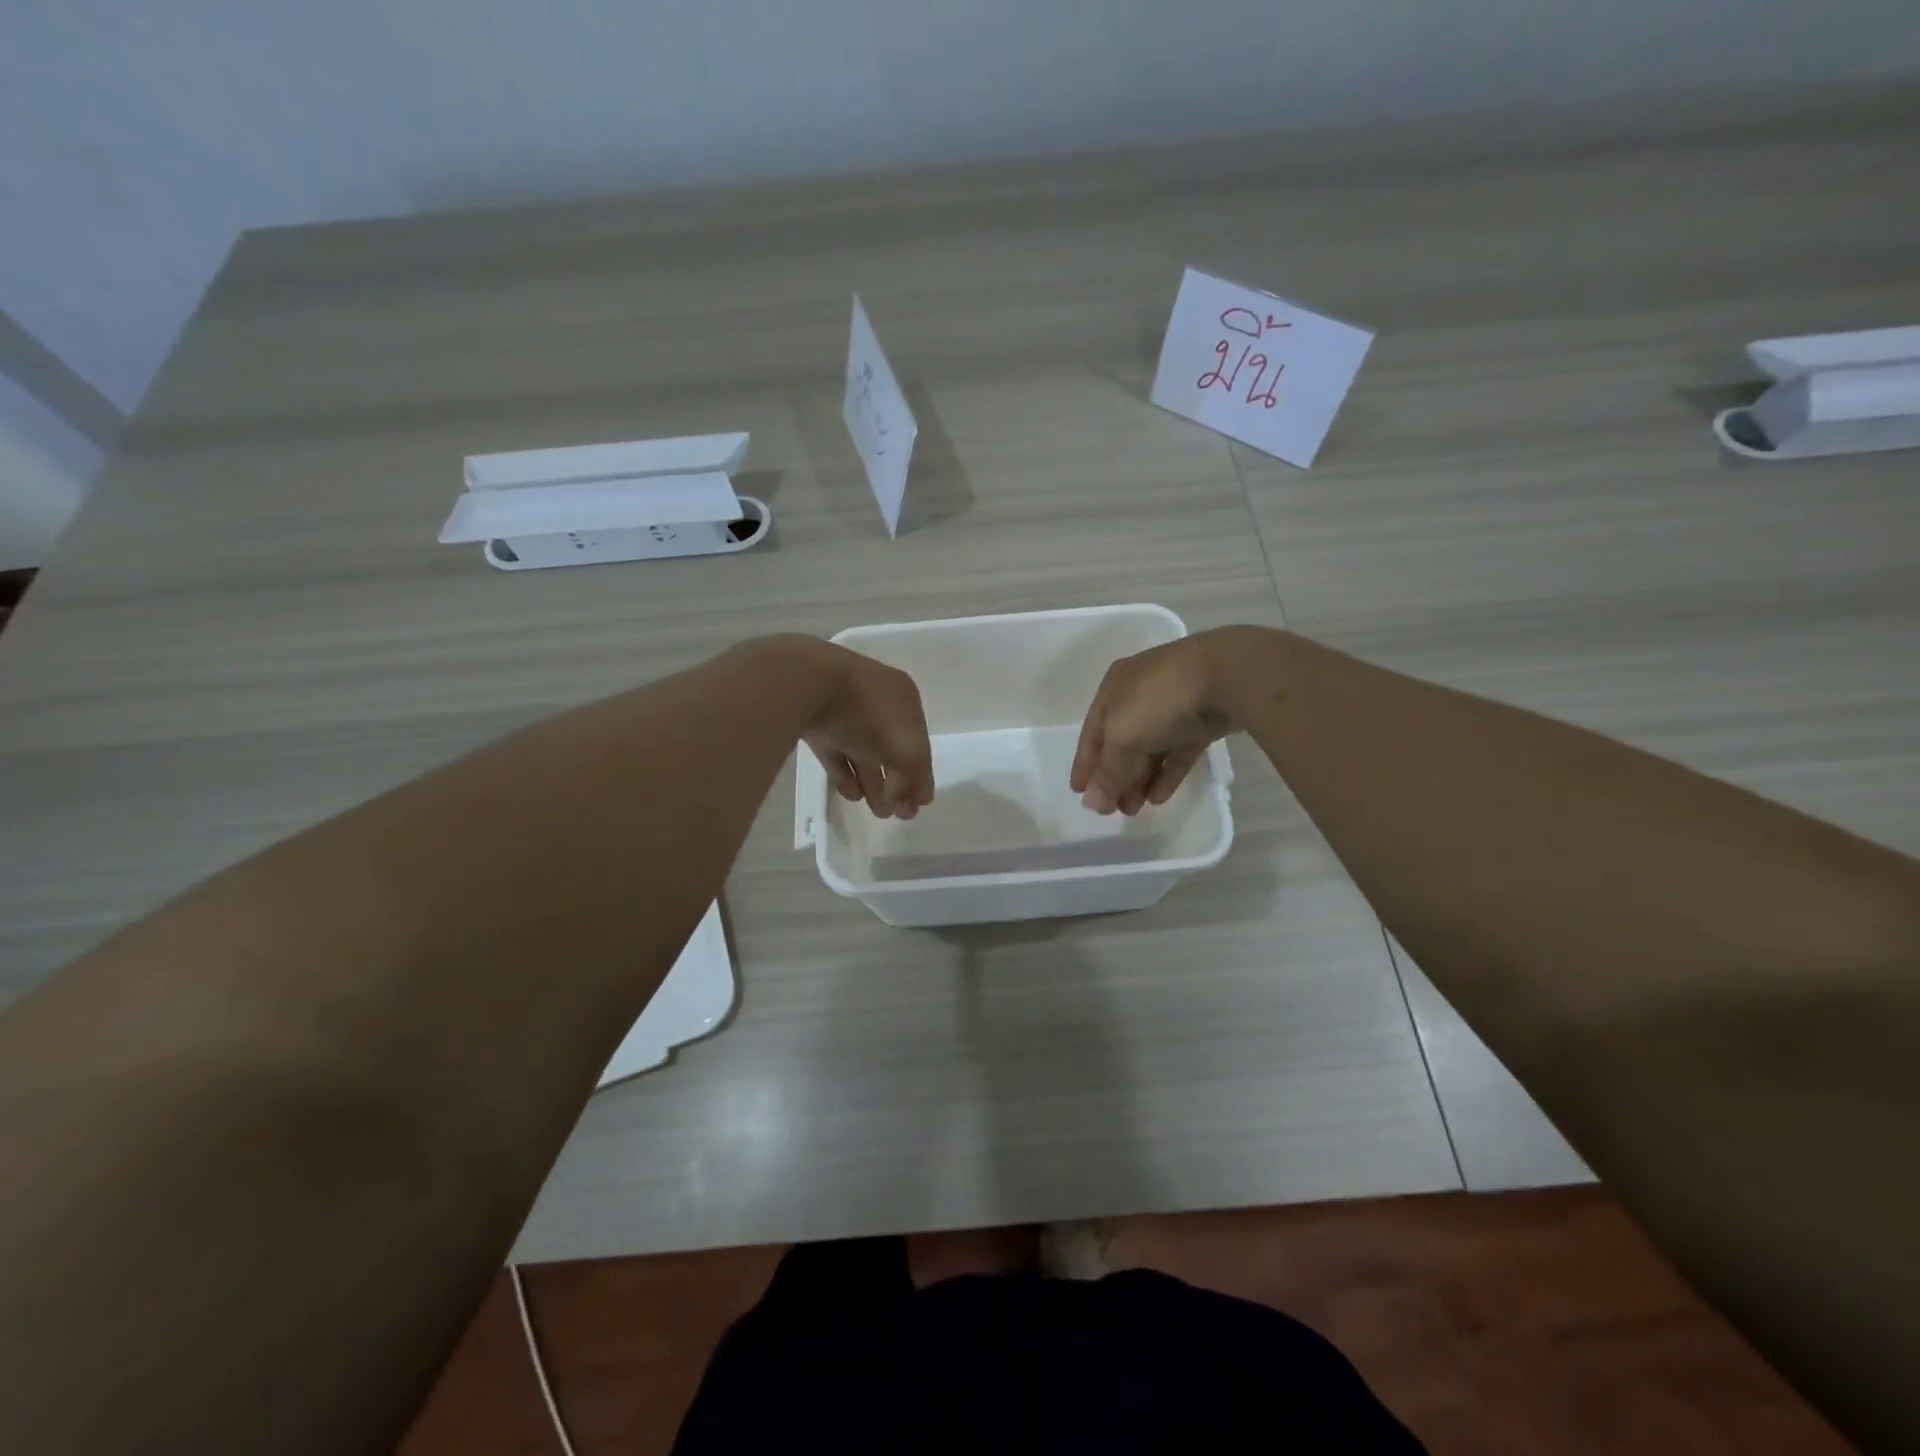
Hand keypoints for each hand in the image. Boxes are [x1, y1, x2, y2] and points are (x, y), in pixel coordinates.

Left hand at [782, 638, 935, 819]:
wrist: (807, 684)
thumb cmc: (868, 713)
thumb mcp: (906, 748)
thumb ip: (916, 775)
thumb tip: (917, 798)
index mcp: (904, 698)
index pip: (919, 741)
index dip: (920, 773)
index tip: (917, 806)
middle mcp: (877, 701)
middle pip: (891, 748)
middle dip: (897, 782)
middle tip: (897, 814)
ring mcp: (844, 711)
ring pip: (864, 751)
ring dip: (873, 782)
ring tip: (877, 811)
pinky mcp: (815, 723)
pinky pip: (836, 753)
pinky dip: (845, 774)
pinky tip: (851, 795)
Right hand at [1070, 627, 1281, 814]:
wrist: (1229, 676)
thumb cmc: (1160, 700)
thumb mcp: (1123, 737)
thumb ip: (1108, 773)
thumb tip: (1091, 804)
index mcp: (1114, 688)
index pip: (1091, 732)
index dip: (1084, 764)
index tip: (1079, 793)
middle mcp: (1140, 694)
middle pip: (1121, 742)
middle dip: (1114, 776)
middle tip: (1112, 810)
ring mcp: (1174, 707)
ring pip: (1150, 749)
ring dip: (1138, 780)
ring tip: (1134, 810)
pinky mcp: (1202, 721)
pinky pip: (1178, 752)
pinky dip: (1166, 774)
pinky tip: (1159, 798)